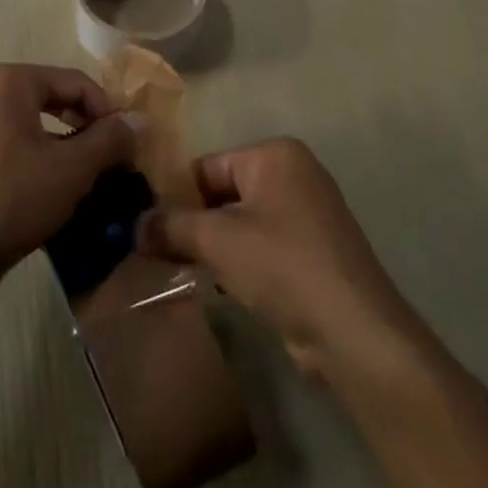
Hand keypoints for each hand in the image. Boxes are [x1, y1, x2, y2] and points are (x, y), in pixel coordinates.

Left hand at [0, 63, 137, 302]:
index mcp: (7, 81)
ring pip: (28, 123)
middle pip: (50, 97)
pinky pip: (6, 142)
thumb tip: (136, 121)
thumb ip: (109, 139)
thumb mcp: (71, 169)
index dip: (107, 110)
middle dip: (84, 126)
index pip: (74, 81)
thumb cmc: (10, 199)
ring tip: (85, 176)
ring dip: (61, 144)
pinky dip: (33, 156)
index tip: (128, 143)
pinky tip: (49, 189)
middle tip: (110, 159)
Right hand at [137, 138, 414, 381]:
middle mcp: (294, 174)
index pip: (207, 167)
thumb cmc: (282, 266)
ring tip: (182, 270)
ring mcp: (308, 214)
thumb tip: (133, 226)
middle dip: (193, 223)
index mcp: (275, 155)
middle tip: (157, 252)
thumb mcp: (217, 241)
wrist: (354, 332)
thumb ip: (171, 226)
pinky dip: (240, 261)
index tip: (146, 227)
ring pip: (242, 222)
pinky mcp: (314, 251)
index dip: (175, 197)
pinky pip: (263, 245)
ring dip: (214, 246)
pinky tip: (220, 286)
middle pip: (224, 193)